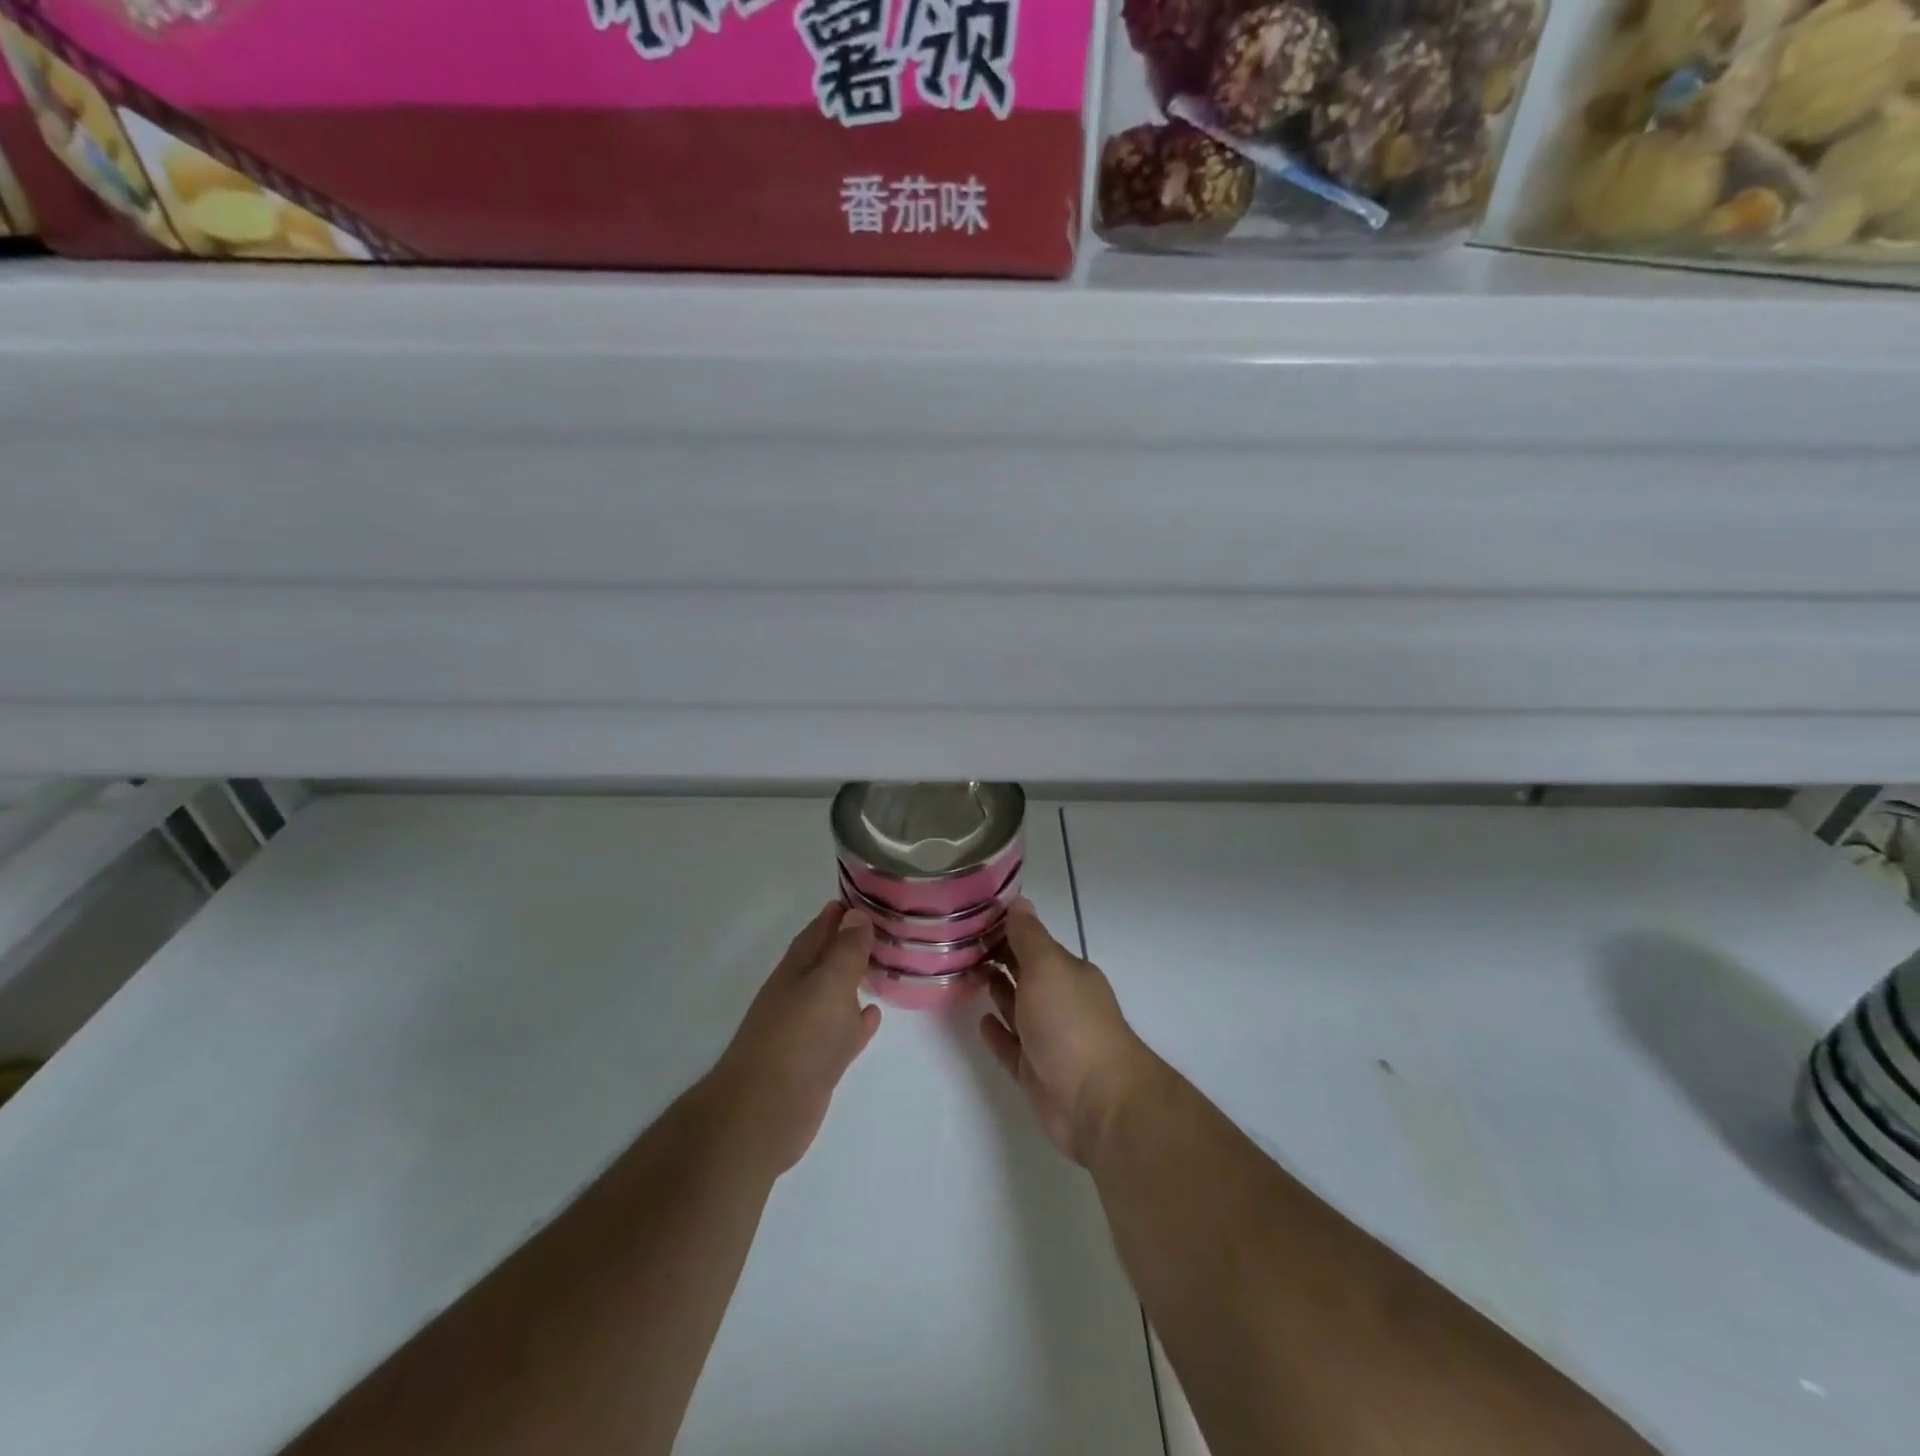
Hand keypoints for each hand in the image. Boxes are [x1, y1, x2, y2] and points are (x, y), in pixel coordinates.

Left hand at [708, 902, 880, 1175]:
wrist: (765, 1112)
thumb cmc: (798, 1037)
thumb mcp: (827, 984)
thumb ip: (845, 950)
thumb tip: (856, 914)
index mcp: (797, 971)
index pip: (817, 932)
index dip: (837, 915)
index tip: (862, 897)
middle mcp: (799, 995)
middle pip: (826, 962)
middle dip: (849, 944)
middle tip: (883, 927)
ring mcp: (808, 1031)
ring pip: (836, 996)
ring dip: (855, 981)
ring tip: (884, 964)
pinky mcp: (818, 1063)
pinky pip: (843, 1032)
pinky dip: (858, 1021)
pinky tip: (874, 1014)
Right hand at [979, 900, 1153, 1164]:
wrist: (1096, 1101)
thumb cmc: (1070, 1023)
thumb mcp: (1047, 967)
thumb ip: (1029, 936)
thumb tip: (1019, 902)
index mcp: (1067, 973)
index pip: (1033, 943)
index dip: (1005, 930)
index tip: (971, 919)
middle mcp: (1060, 1001)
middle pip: (1025, 974)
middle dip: (999, 959)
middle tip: (959, 945)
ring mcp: (1049, 1039)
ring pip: (1017, 1009)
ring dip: (997, 992)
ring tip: (966, 975)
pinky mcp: (1036, 1073)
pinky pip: (1011, 1047)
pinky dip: (997, 1033)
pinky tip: (980, 1022)